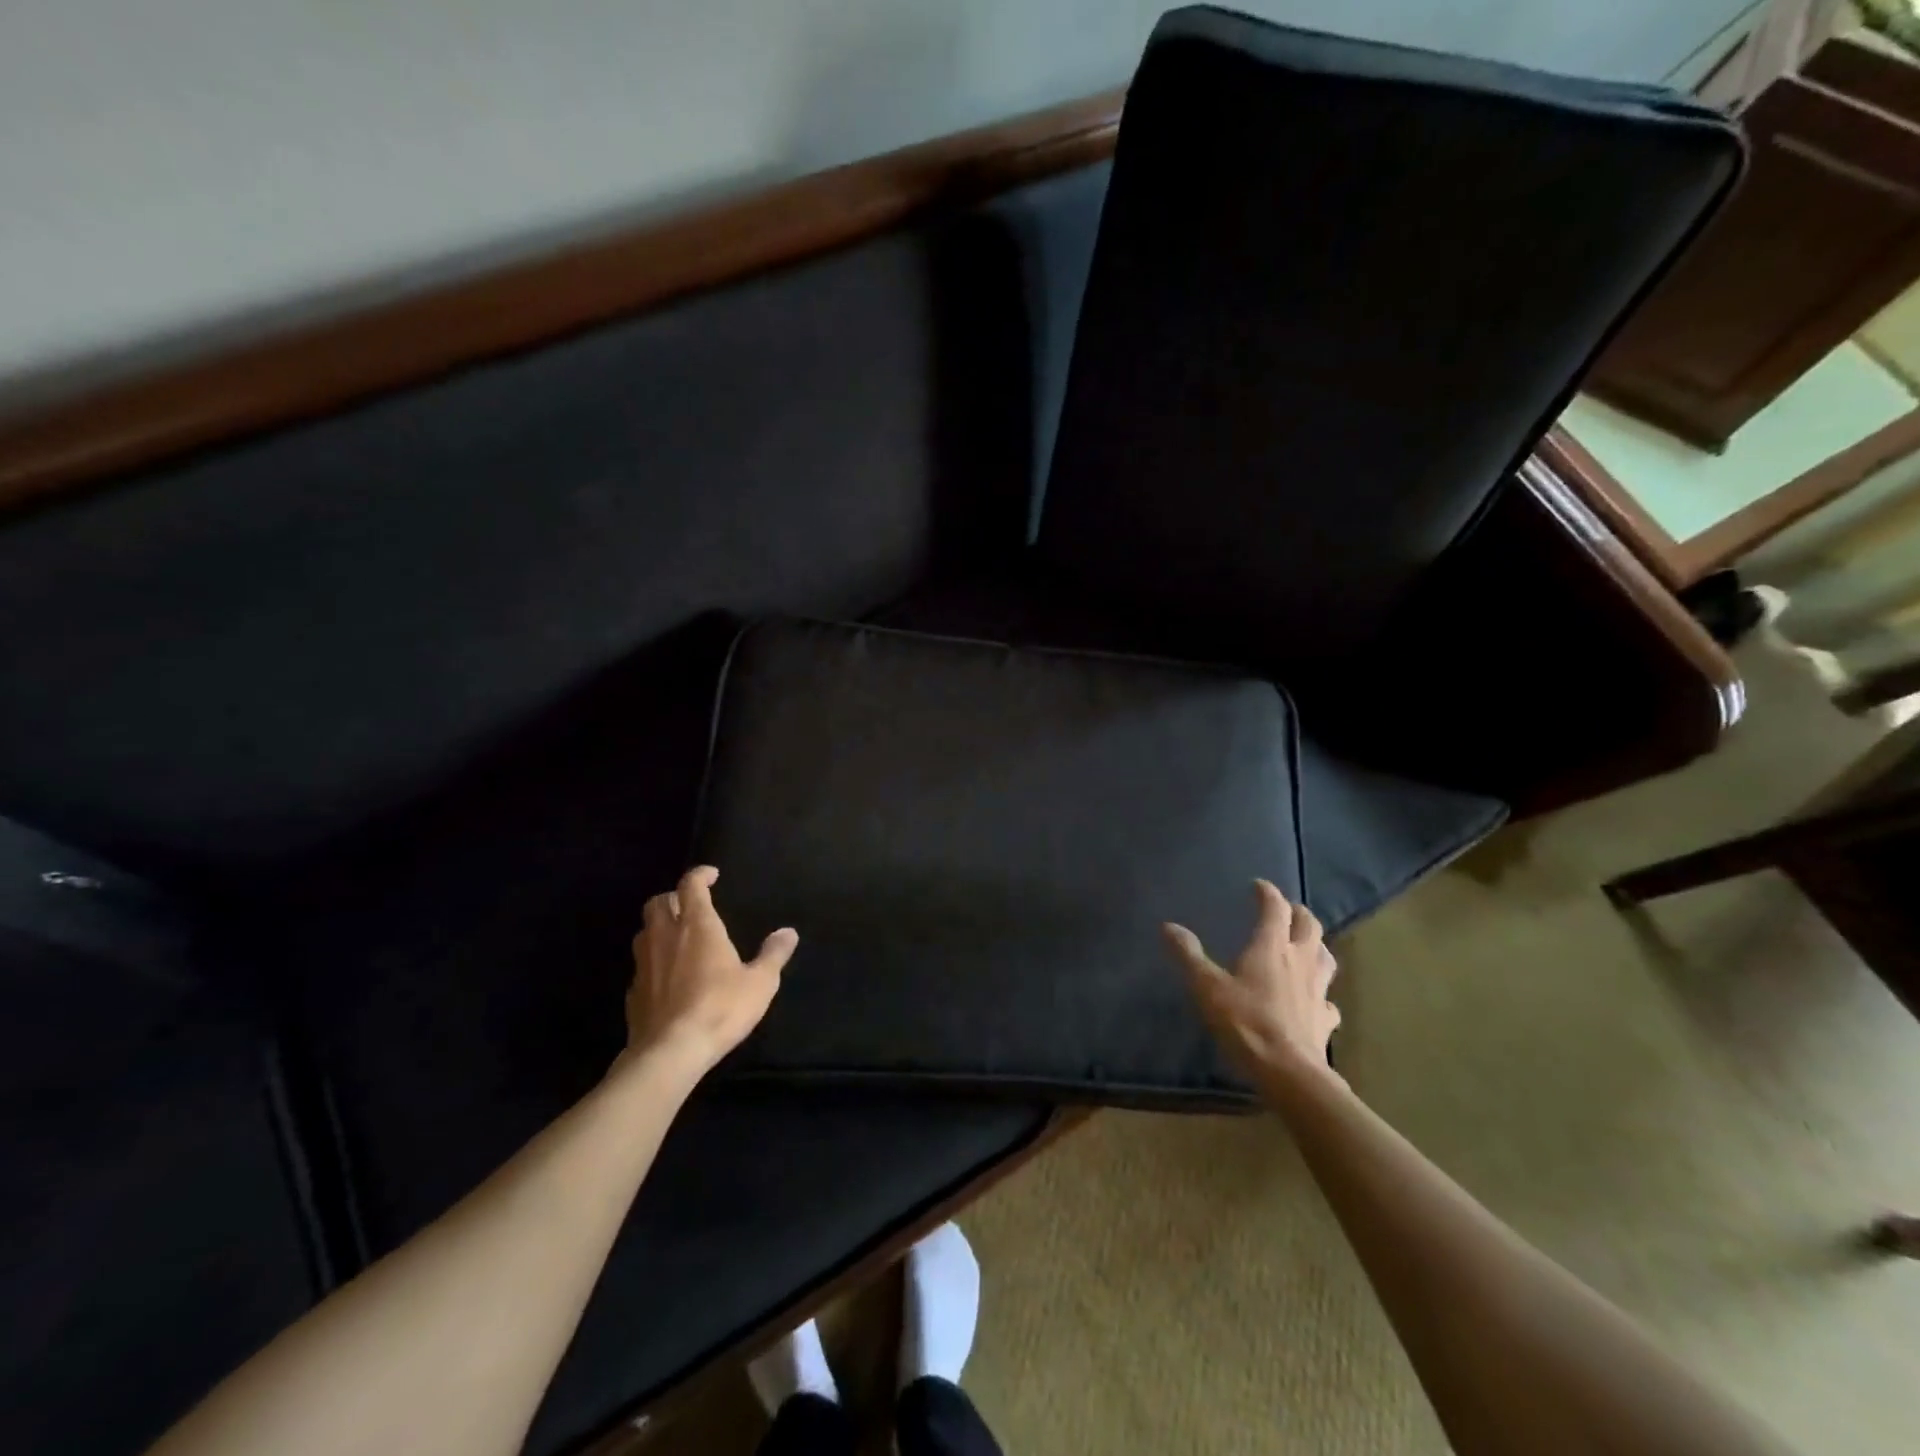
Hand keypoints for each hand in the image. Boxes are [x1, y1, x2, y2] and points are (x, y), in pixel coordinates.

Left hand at [624, 866, 796, 1074]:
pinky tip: (668, 977)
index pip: (691, 885)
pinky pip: (641, 965)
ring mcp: (645, 964)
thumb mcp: (760, 982)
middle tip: (691, 906)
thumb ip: (773, 954)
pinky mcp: (633, 992)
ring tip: (678, 938)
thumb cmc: (721, 1008)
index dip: (699, 875)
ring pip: (644, 931)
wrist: (670, 1052)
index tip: (711, 875)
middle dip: (673, 898)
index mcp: (697, 926)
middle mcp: (666, 936)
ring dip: (659, 927)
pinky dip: (654, 961)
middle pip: (657, 902)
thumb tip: (788, 932)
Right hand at [1163, 879, 1341, 1084]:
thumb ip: (1189, 955)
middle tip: (1287, 910)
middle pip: (1309, 926)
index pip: (1275, 908)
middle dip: (1298, 913)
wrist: (1288, 1071)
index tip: (1258, 886)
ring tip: (1306, 945)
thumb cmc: (1245, 1021)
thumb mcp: (1206, 986)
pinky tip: (1315, 1001)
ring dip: (1317, 945)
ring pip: (1326, 957)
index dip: (1267, 893)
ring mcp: (1318, 991)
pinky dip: (1322, 994)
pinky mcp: (1325, 1020)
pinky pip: (1328, 1000)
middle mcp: (1300, 961)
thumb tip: (1168, 926)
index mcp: (1271, 947)